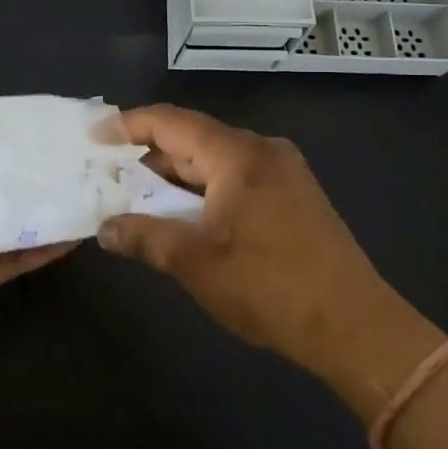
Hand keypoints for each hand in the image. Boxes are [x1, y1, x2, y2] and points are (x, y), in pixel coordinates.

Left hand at [0, 114, 76, 349]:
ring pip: (15, 222)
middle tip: (77, 157)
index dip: (5, 140)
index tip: (43, 126)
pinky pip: (17, 259)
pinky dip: (43, 249)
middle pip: (1, 185)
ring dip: (45, 209)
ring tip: (86, 191)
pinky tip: (74, 234)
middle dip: (33, 173)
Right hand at [98, 104, 441, 416]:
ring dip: (176, 178)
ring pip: (215, 160)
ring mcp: (284, 172)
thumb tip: (104, 228)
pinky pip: (237, 177)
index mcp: (237, 155)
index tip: (93, 135)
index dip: (128, 124)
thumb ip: (144, 237)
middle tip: (109, 176)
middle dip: (149, 157)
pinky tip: (186, 216)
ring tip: (139, 200)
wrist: (354, 326)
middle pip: (192, 138)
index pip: (170, 122)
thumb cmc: (268, 287)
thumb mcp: (194, 263)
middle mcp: (262, 150)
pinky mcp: (295, 195)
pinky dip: (204, 190)